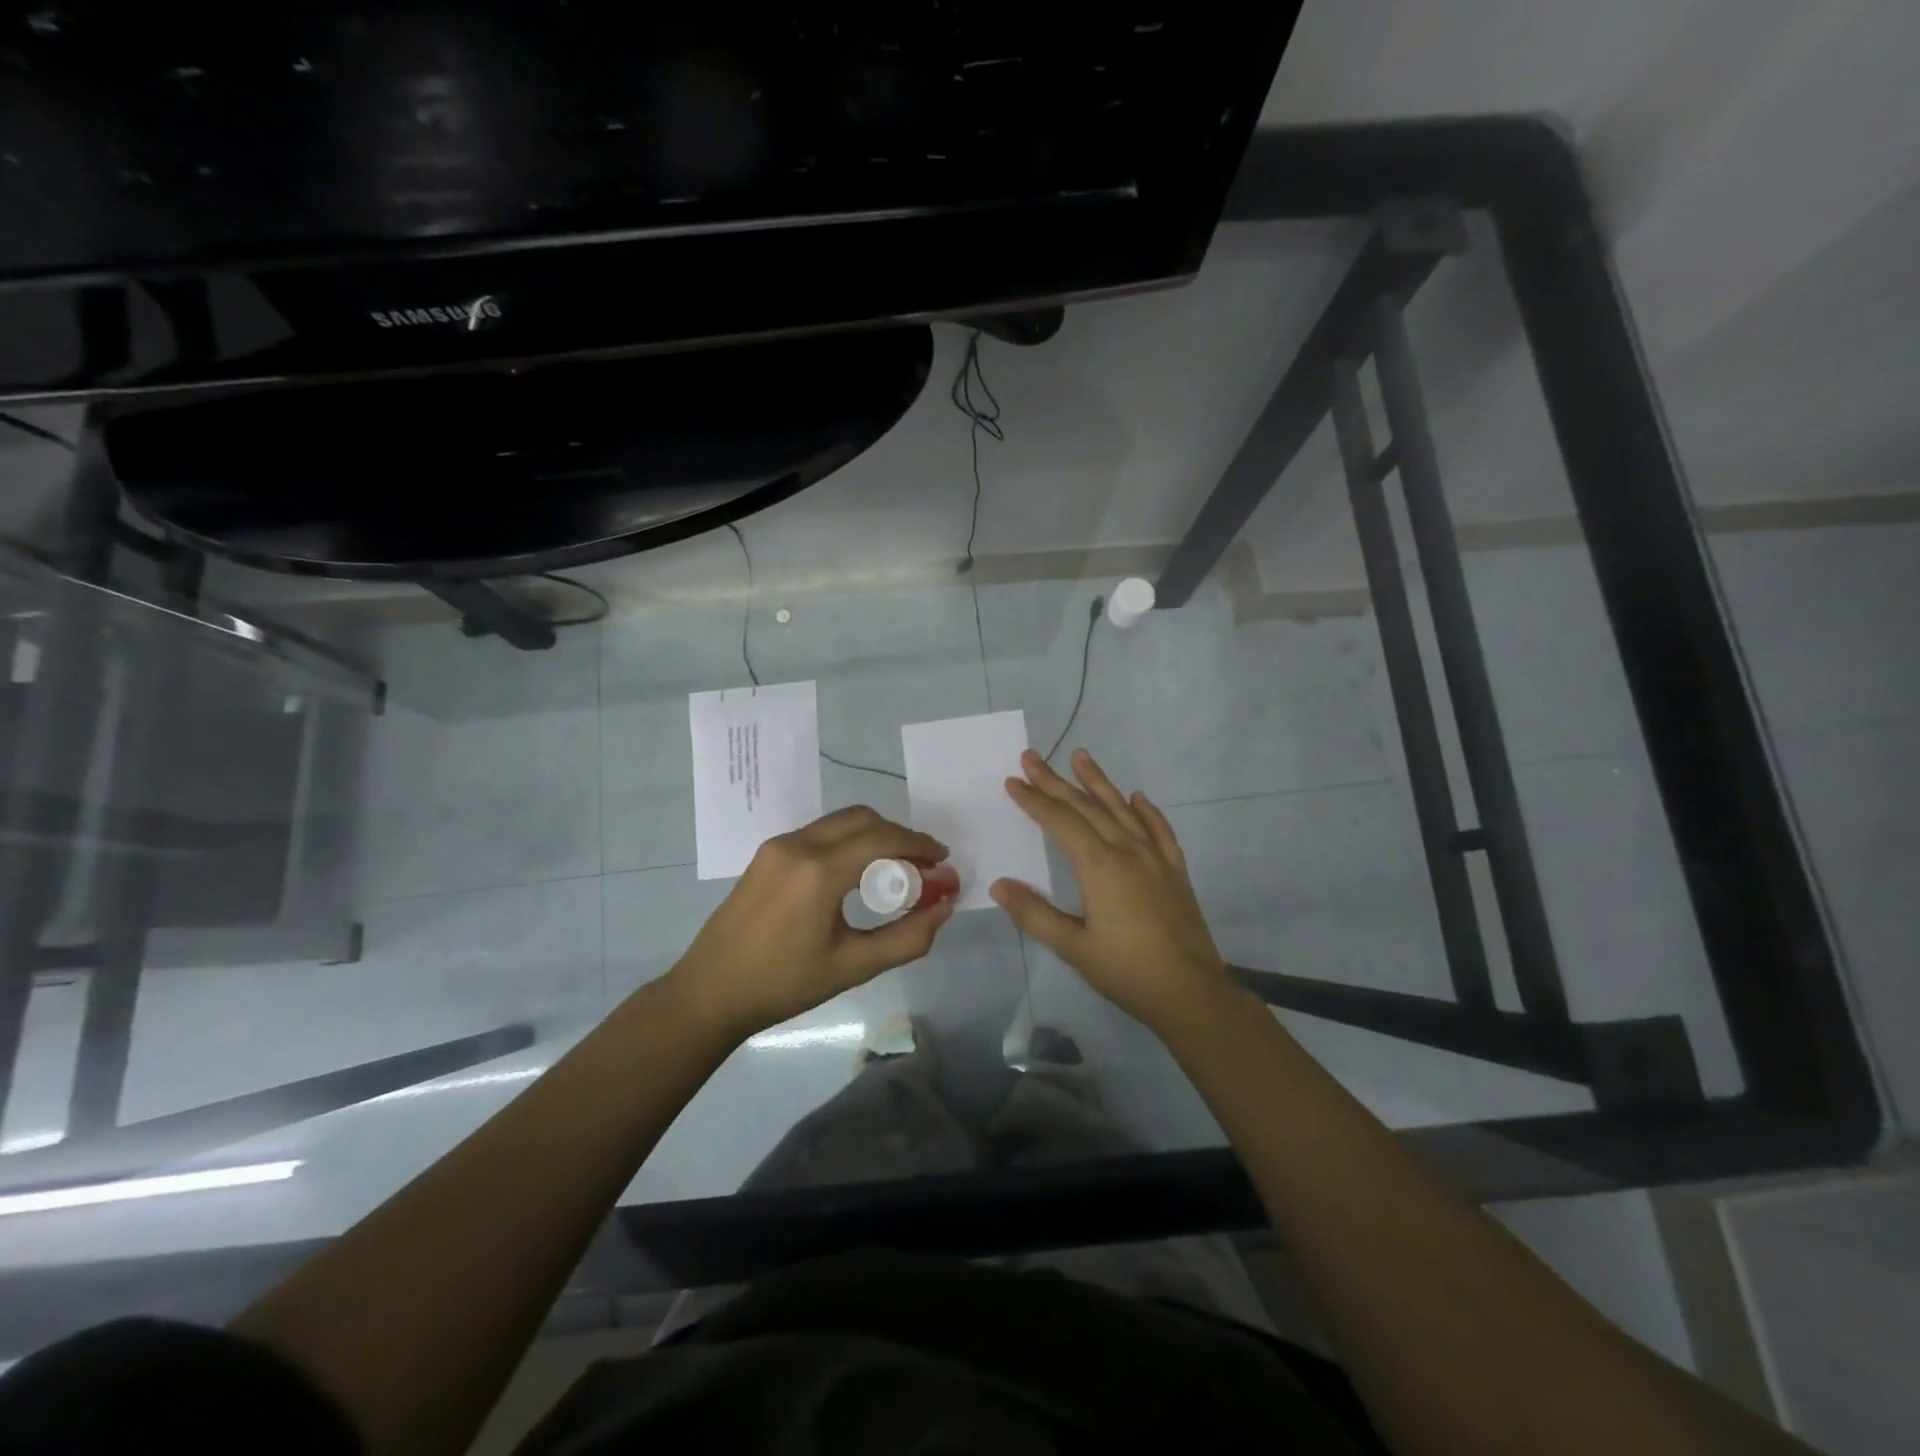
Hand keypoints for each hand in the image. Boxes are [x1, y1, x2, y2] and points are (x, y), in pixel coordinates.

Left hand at [668, 806, 954, 1039]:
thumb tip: (944, 908)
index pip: (882, 839)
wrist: (710, 992)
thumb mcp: (853, 967)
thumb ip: (907, 938)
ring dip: (873, 835)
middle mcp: (798, 845)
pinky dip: (848, 841)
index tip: (942, 860)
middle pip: (863, 819)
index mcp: (819, 871)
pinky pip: (820, 833)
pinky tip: (856, 873)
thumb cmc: (783, 985)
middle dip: (899, 835)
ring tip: (893, 869)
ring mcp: (778, 846)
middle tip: (922, 865)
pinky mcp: (767, 853)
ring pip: (840, 822)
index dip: (919, 844)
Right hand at [992, 748, 1231, 1031]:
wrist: (1191, 992)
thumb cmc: (1127, 971)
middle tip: (1032, 757)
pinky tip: (1138, 797)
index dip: (1034, 800)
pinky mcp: (1175, 870)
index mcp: (1100, 866)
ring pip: (1122, 809)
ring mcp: (1155, 858)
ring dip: (1099, 782)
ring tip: (1081, 756)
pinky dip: (1147, 811)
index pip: (1060, 821)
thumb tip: (998, 885)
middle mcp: (1127, 851)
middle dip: (1056, 781)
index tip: (1013, 780)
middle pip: (1086, 807)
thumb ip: (1035, 914)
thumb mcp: (1073, 947)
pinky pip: (1159, 830)